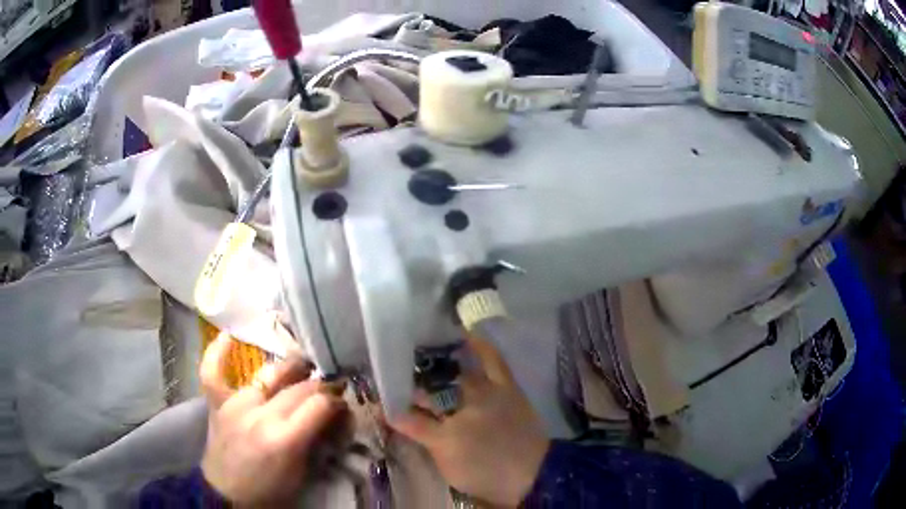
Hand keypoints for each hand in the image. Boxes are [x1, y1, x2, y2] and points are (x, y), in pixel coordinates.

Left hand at [199, 332, 347, 506]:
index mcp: (283, 439)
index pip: (318, 405)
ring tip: (304, 364)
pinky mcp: (217, 403)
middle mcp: (259, 415)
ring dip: (290, 367)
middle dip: (320, 386)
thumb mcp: (301, 472)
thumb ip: (315, 439)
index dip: (336, 401)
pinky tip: (230, 335)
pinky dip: (219, 351)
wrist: (226, 494)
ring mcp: (235, 404)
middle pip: (298, 388)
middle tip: (331, 387)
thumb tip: (333, 414)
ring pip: (268, 374)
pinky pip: (213, 370)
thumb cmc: (269, 490)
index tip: (344, 403)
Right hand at [389, 334, 550, 506]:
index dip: (391, 408)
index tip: (380, 400)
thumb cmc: (486, 473)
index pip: (406, 418)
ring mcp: (484, 394)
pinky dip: (480, 345)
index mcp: (442, 436)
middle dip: (409, 385)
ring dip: (433, 363)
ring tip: (418, 348)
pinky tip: (466, 332)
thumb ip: (423, 439)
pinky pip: (492, 360)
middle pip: (427, 392)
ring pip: (452, 373)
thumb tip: (397, 418)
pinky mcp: (505, 387)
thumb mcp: (448, 465)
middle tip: (398, 376)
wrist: (532, 472)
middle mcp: (459, 410)